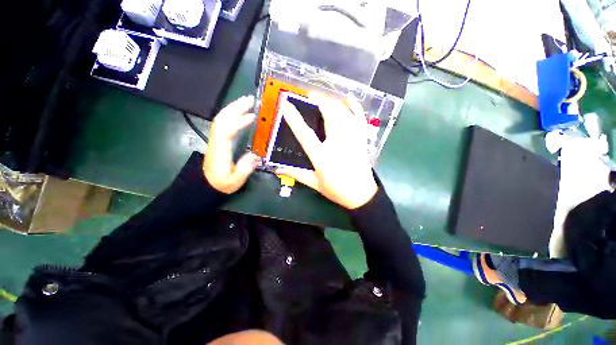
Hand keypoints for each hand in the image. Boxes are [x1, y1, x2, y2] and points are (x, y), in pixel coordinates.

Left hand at [204, 96, 259, 193]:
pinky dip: (231, 114)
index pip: (227, 131)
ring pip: (221, 118)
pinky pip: (223, 122)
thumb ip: (244, 169)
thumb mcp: (234, 182)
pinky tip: (241, 113)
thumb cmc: (220, 183)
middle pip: (222, 119)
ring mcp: (216, 138)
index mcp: (220, 150)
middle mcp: (216, 141)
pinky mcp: (218, 139)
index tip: (253, 117)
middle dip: (236, 107)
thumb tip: (255, 155)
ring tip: (247, 102)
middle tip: (251, 100)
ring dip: (233, 108)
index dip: (239, 122)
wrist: (205, 184)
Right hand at [276, 94, 377, 208]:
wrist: (361, 194)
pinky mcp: (361, 138)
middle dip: (319, 100)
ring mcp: (352, 139)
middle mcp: (338, 143)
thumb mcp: (314, 183)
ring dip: (332, 102)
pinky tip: (348, 98)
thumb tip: (277, 169)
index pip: (306, 134)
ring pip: (343, 113)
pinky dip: (355, 106)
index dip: (295, 118)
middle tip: (308, 95)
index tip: (286, 104)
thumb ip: (296, 174)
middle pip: (329, 115)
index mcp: (322, 156)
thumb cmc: (336, 190)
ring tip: (322, 98)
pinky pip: (359, 117)